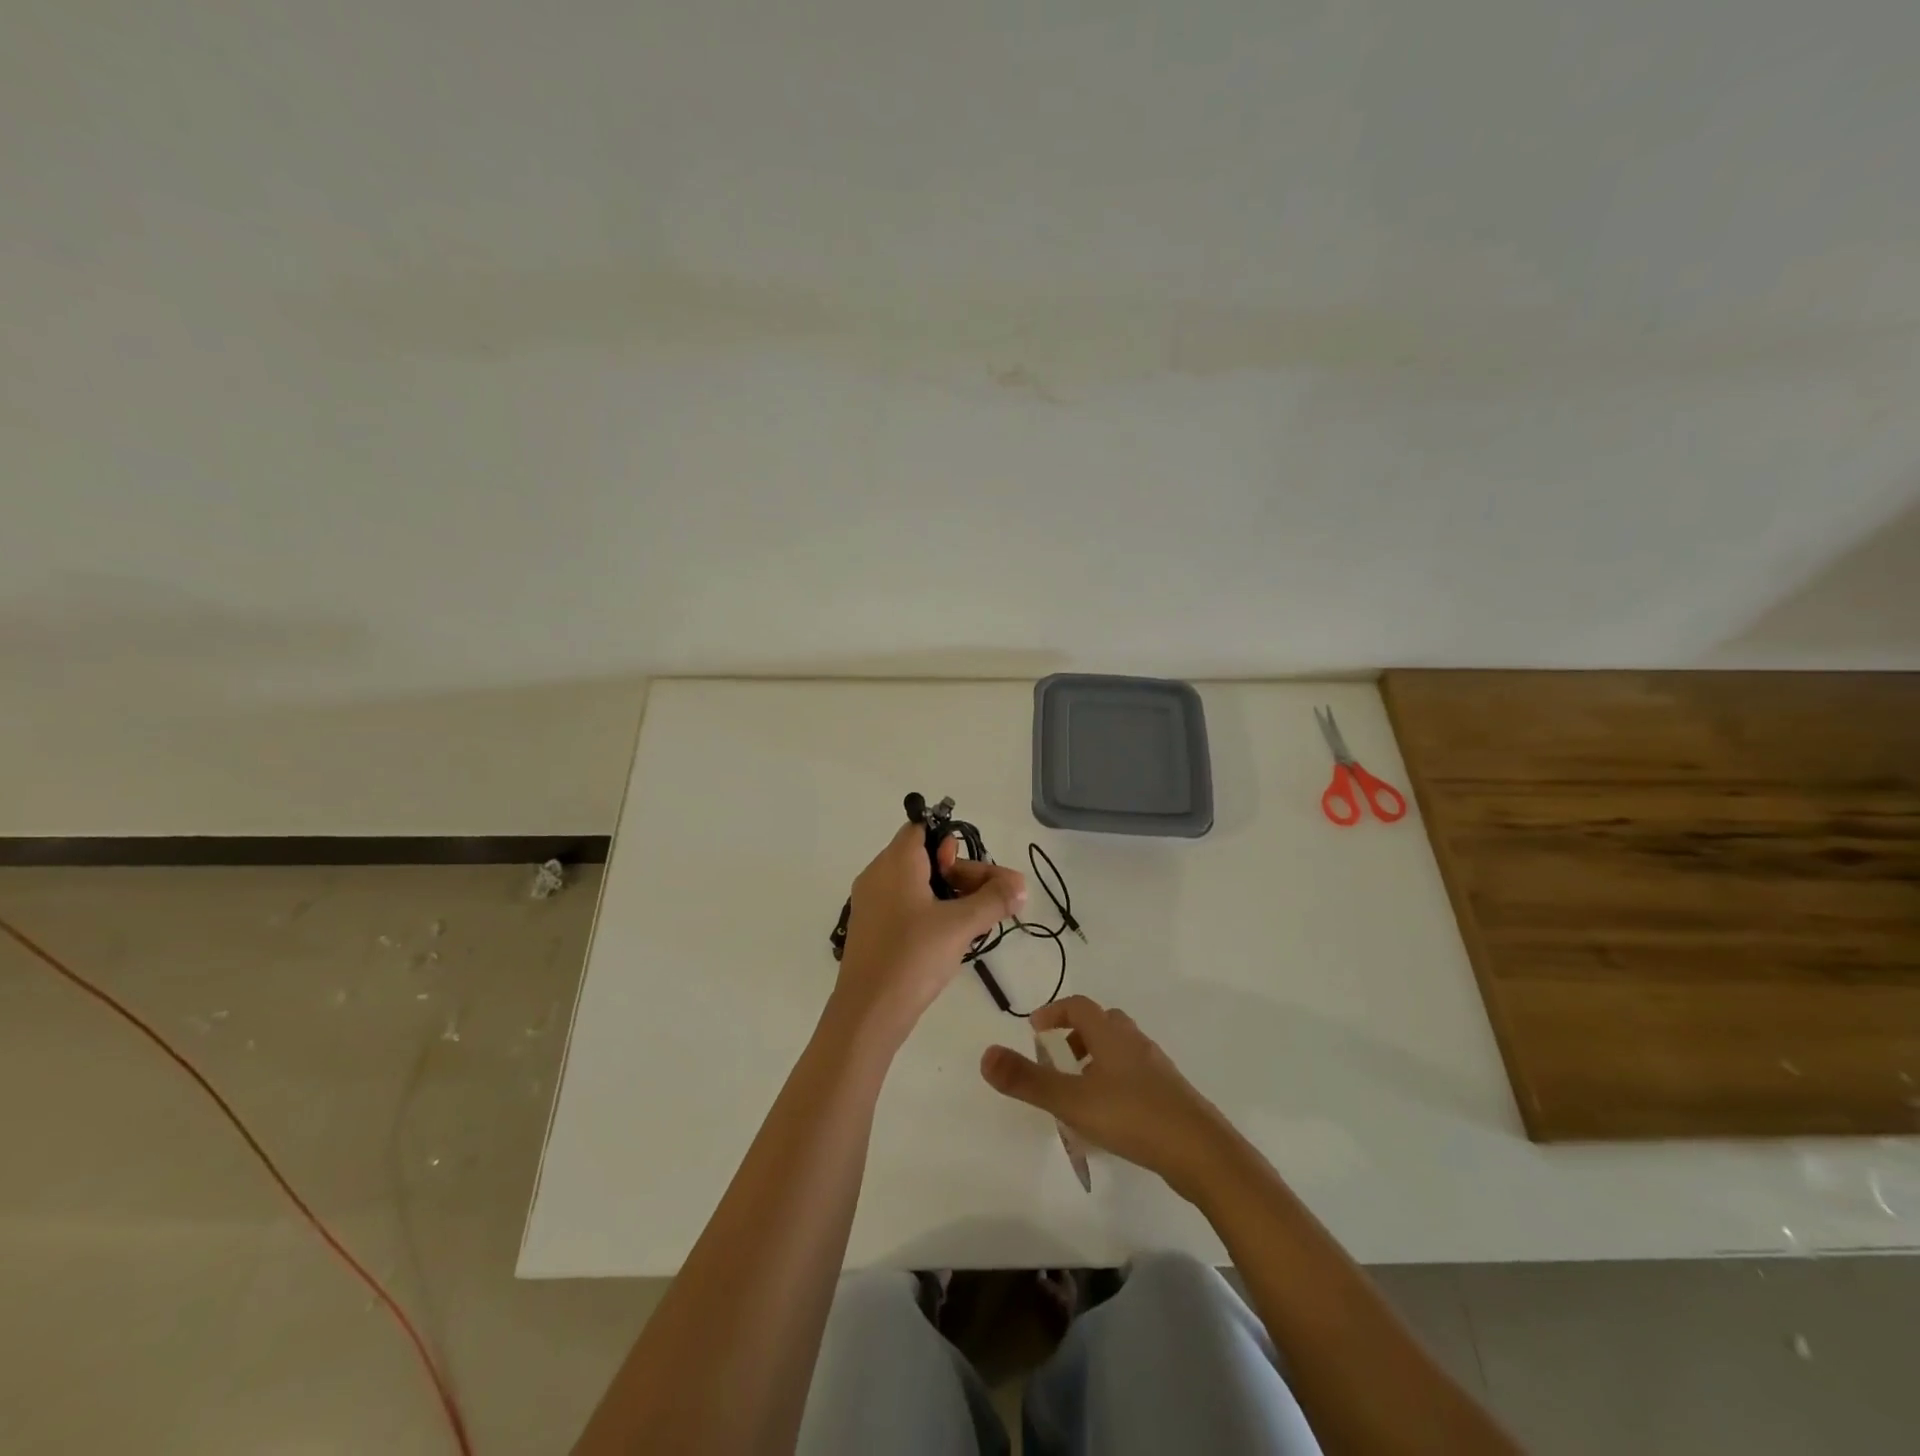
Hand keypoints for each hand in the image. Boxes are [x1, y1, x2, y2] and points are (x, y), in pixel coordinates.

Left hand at [833, 821, 1025, 1042]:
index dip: (951, 843)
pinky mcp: (871, 929)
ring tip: (976, 923)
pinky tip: (951, 937)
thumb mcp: (961, 925)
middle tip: (990, 902)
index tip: (970, 873)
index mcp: (894, 863)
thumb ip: (994, 900)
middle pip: (924, 856)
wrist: (868, 1013)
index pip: (921, 828)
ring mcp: (871, 903)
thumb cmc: (912, 957)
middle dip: (961, 875)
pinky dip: (930, 912)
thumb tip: (1021, 885)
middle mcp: (878, 875)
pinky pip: (905, 905)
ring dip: (950, 896)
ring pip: (917, 883)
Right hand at [980, 995, 1233, 1198]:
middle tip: (1059, 1056)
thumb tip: (986, 1055)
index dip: (1054, 1012)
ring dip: (1098, 1057)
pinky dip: (1117, 1081)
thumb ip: (1028, 1080)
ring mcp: (1157, 1068)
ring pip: (1122, 1049)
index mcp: (1111, 1035)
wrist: (1202, 1152)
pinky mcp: (1171, 1095)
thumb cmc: (1133, 1117)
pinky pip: (1136, 1074)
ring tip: (1080, 1088)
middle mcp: (1135, 1043)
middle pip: (1104, 1023)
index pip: (1079, 1007)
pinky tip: (1111, 1115)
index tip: (1035, 1029)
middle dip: (1078, 1033)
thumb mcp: (1072, 1101)